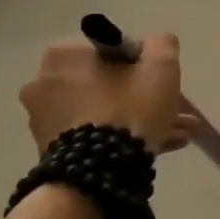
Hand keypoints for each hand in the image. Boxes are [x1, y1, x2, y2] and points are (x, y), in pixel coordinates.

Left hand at [19, 33, 191, 153]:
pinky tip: (157, 148)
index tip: (159, 82)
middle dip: (142, 96)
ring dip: (137, 119)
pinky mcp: (49, 150)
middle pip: (106, 83)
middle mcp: (44, 82)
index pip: (112, 50)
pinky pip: (92, 134)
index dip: (142, 64)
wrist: (98, 173)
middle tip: (171, 109)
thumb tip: (156, 44)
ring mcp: (43, 119)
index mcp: (64, 55)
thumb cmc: (128, 109)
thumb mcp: (160, 67)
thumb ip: (162, 44)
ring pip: (102, 111)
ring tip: (176, 135)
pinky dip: (119, 138)